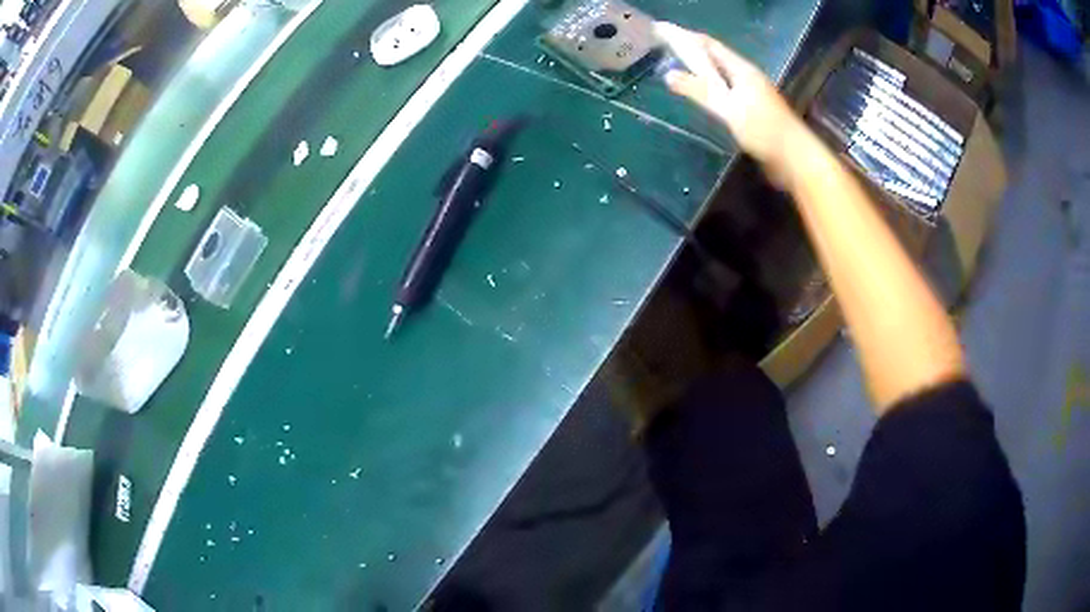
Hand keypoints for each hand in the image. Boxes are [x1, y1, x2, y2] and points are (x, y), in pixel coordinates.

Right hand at [663, 29, 804, 184]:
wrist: (795, 159)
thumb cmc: (764, 130)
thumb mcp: (728, 109)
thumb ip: (699, 91)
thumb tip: (668, 74)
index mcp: (742, 70)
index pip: (710, 45)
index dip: (686, 37)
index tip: (662, 32)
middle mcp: (748, 76)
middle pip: (715, 58)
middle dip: (691, 52)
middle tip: (665, 50)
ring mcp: (752, 93)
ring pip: (721, 75)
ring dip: (701, 70)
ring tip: (678, 69)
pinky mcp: (754, 110)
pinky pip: (727, 90)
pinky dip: (711, 87)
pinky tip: (702, 96)